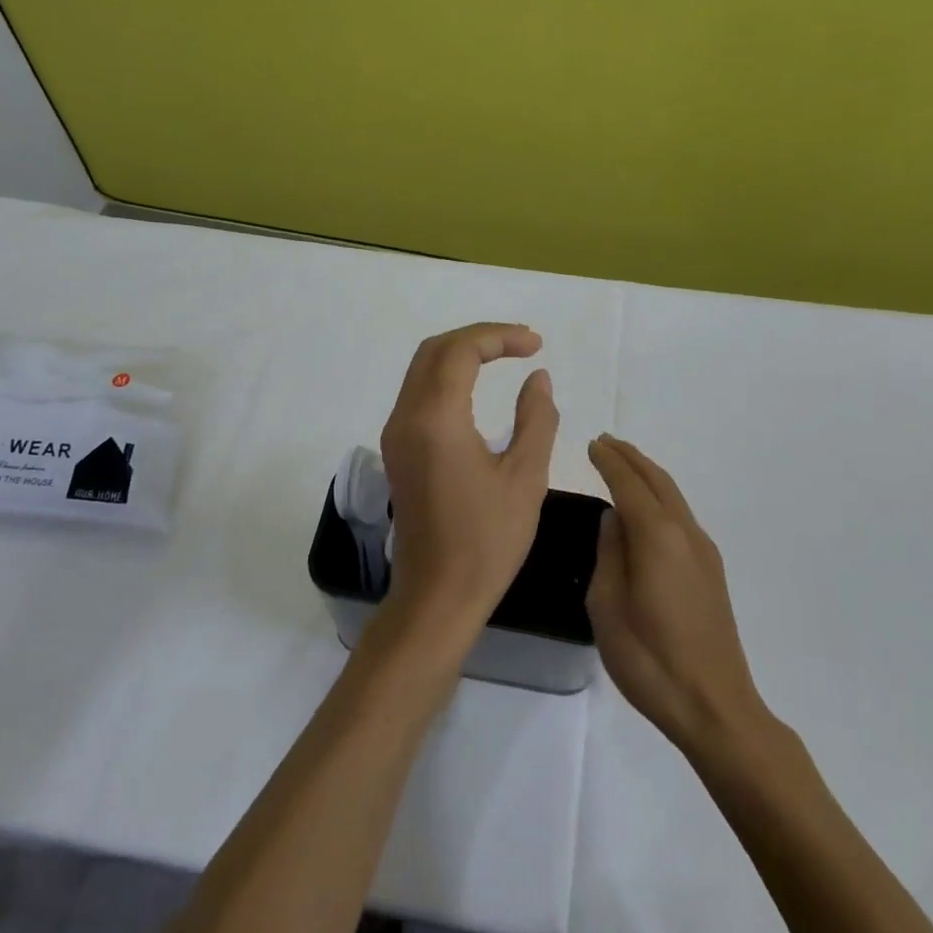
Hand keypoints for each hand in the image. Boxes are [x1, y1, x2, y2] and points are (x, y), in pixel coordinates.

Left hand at [379, 323, 560, 634]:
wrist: (437, 596)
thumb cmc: (487, 541)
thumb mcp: (526, 477)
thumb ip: (536, 418)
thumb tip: (538, 378)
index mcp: (435, 419)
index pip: (460, 350)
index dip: (499, 336)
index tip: (537, 345)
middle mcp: (406, 417)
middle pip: (435, 350)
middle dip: (479, 338)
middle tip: (522, 344)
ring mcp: (395, 433)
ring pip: (422, 369)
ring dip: (461, 354)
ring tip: (505, 357)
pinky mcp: (396, 450)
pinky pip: (418, 393)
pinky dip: (447, 377)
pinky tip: (477, 387)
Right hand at [587, 435, 767, 755]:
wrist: (714, 706)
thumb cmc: (650, 658)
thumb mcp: (608, 605)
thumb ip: (609, 553)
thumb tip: (614, 520)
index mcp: (657, 536)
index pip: (629, 484)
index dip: (609, 461)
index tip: (592, 443)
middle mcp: (685, 533)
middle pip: (657, 480)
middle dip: (631, 458)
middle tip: (606, 442)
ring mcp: (703, 552)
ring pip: (674, 496)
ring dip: (648, 474)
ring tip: (624, 464)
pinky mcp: (711, 571)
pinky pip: (681, 515)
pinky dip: (661, 496)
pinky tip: (648, 508)